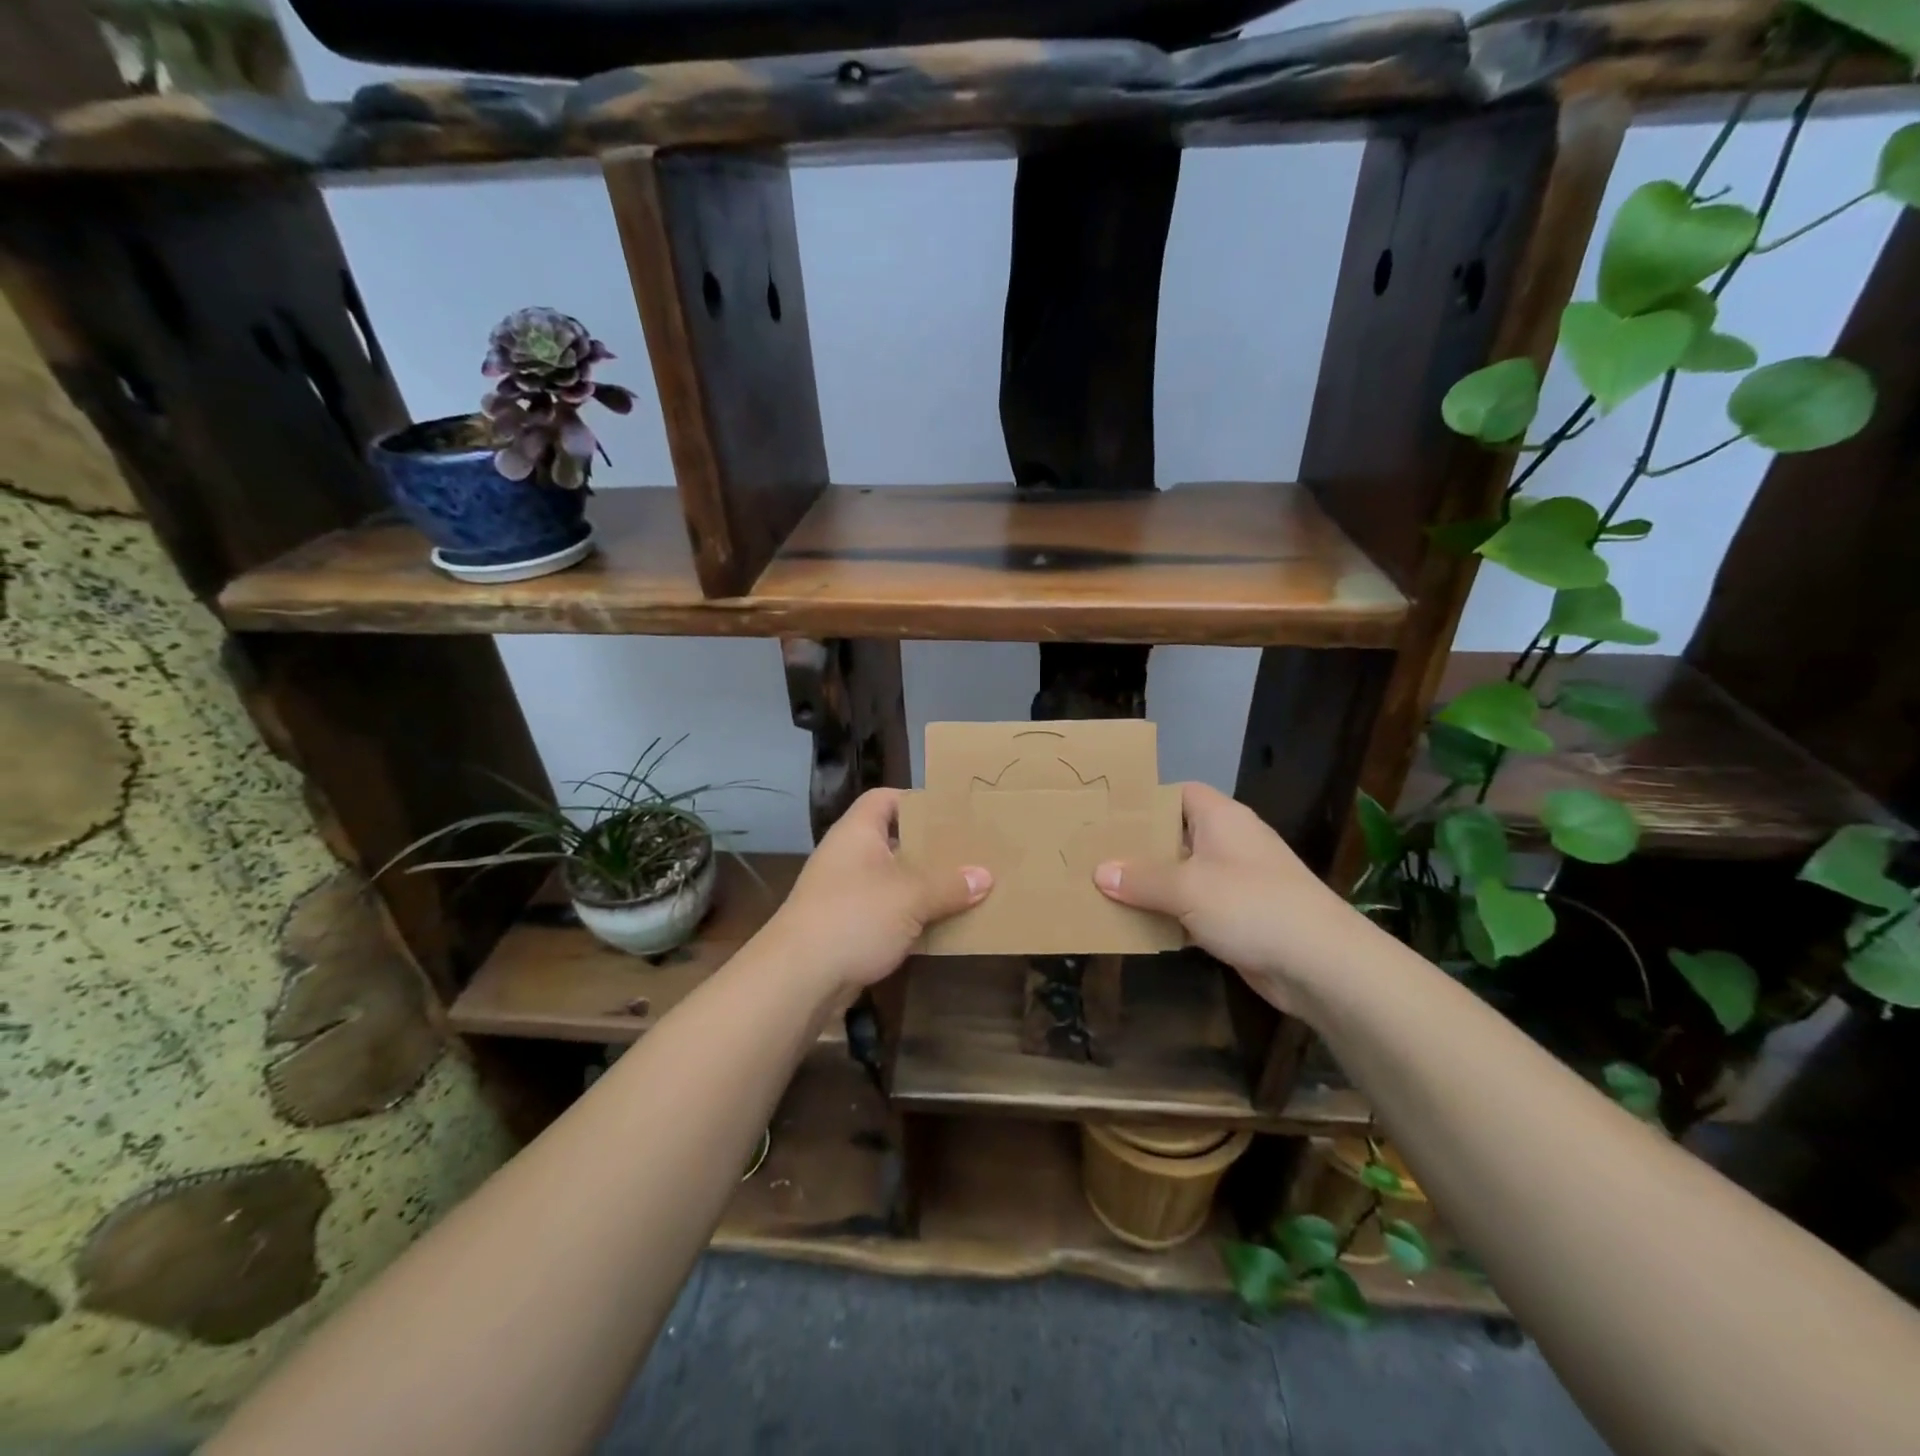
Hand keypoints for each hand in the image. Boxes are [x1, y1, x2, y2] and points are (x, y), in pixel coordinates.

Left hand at [765, 788, 990, 993]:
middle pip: (895, 841)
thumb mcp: (910, 896)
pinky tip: (943, 926)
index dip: (916, 800)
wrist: (798, 978)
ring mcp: (846, 893)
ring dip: (925, 887)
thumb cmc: (854, 917)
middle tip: (970, 852)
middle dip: (931, 849)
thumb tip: (984, 876)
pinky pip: (888, 913)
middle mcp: (850, 856)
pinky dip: (912, 918)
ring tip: (967, 888)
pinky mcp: (848, 927)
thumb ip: (949, 885)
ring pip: (894, 881)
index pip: (885, 798)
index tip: (952, 813)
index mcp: (858, 832)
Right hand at [1093, 782, 1357, 1011]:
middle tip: (1095, 854)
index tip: (1109, 815)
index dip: (1146, 800)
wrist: (1320, 964)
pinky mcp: (1240, 917)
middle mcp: (1229, 843)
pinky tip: (1137, 925)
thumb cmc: (1251, 905)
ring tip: (1104, 890)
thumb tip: (1100, 871)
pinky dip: (1170, 915)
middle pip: (1176, 835)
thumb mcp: (1186, 887)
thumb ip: (1141, 879)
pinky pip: (1194, 908)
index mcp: (1221, 818)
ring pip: (1183, 875)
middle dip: (1139, 848)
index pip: (1179, 793)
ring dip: (1152, 886)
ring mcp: (1237, 882)